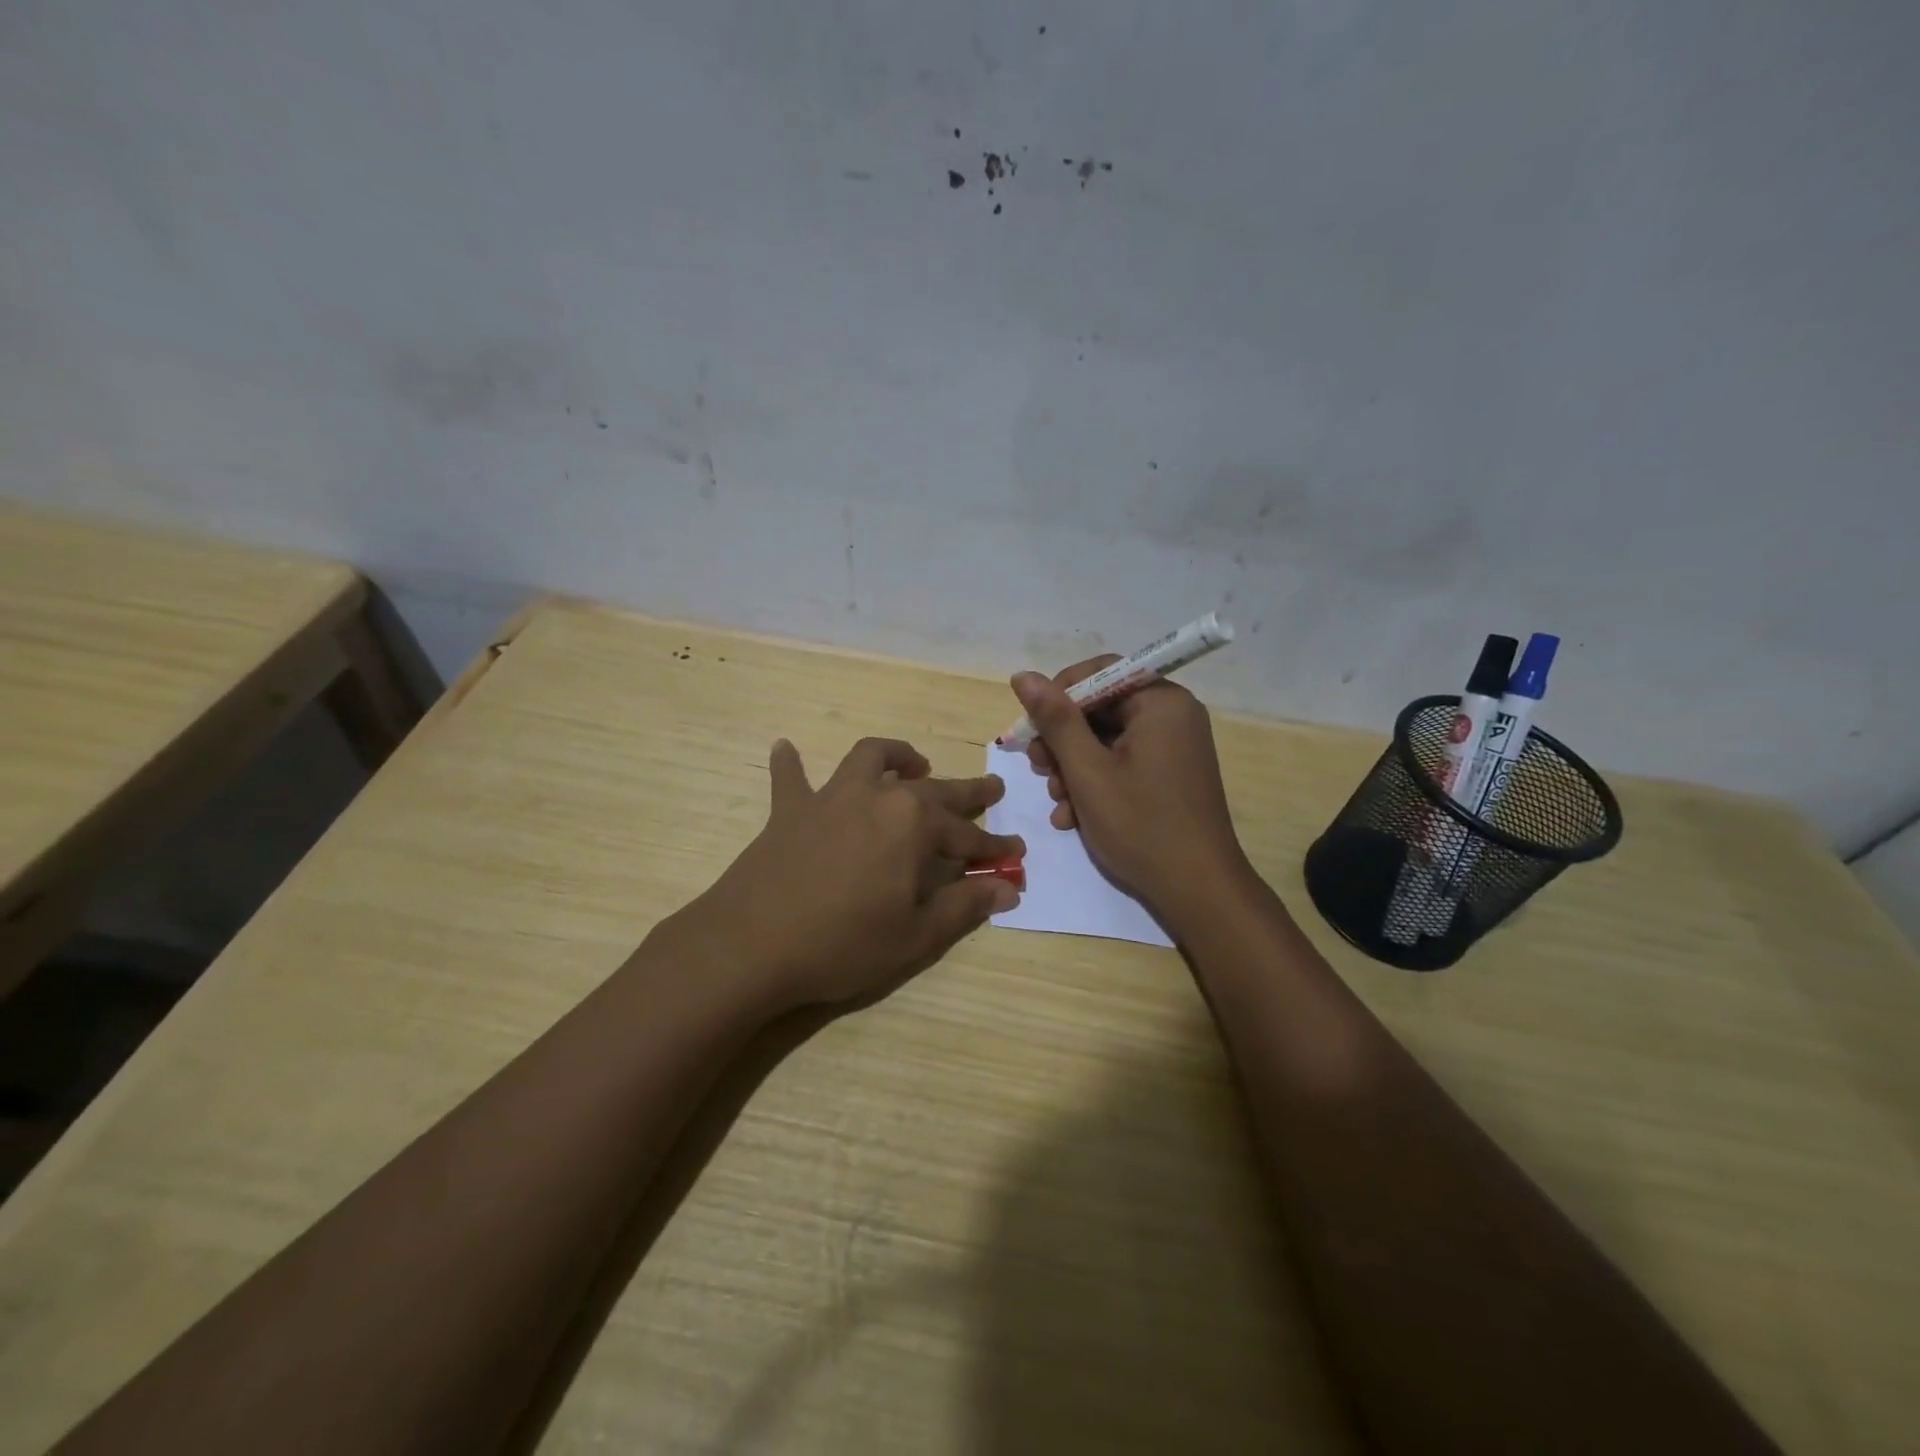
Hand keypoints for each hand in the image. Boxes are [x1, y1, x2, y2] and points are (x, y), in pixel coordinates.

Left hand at [669, 737, 1023, 1009]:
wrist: (751, 945)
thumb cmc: (843, 944)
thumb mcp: (916, 936)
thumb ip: (965, 906)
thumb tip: (1008, 887)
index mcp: (914, 825)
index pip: (968, 836)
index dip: (994, 847)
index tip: (1016, 852)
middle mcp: (878, 797)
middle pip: (933, 790)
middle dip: (966, 792)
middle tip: (991, 788)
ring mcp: (830, 797)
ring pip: (869, 758)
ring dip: (895, 756)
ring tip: (913, 763)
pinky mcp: (790, 810)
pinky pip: (790, 777)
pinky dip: (791, 764)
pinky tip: (785, 748)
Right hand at [1012, 658, 1252, 921]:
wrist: (1197, 890)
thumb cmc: (1141, 825)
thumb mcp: (1087, 771)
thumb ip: (1055, 720)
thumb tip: (1022, 675)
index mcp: (1161, 702)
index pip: (1100, 672)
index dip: (1059, 694)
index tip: (1032, 727)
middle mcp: (1172, 716)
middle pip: (1101, 708)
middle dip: (1063, 740)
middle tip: (1038, 768)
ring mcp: (1173, 747)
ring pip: (1106, 740)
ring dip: (1073, 767)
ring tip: (1056, 800)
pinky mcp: (1169, 775)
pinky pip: (1123, 763)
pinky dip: (1095, 783)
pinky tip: (1073, 816)